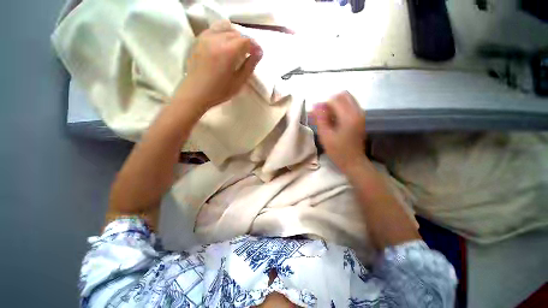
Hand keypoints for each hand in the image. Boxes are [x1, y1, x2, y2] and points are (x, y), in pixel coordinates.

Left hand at [175, 20, 262, 111]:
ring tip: (237, 48)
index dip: (255, 46)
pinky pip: (214, 29)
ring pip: (225, 28)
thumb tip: (259, 53)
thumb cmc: (219, 91)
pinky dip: (223, 33)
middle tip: (249, 53)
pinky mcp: (199, 40)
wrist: (196, 92)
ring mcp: (206, 37)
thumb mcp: (239, 82)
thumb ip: (249, 66)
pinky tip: (224, 44)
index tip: (258, 54)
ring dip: (235, 35)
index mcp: (228, 51)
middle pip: (236, 33)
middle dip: (246, 41)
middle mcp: (217, 39)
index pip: (246, 40)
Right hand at [311, 91, 366, 172]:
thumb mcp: (325, 136)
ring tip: (326, 117)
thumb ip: (320, 119)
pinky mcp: (360, 118)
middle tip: (322, 114)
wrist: (353, 162)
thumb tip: (315, 104)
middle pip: (343, 95)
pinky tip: (333, 120)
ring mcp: (360, 114)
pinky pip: (349, 105)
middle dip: (330, 102)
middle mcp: (357, 111)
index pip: (334, 99)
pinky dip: (340, 109)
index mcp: (348, 116)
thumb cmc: (338, 151)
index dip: (323, 105)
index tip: (316, 115)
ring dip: (335, 105)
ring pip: (347, 99)